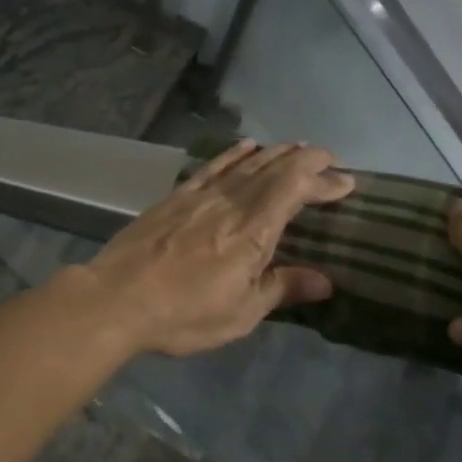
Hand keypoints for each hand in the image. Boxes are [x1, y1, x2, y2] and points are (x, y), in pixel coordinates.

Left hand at [78, 140, 355, 356]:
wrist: (116, 299)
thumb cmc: (182, 315)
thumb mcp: (239, 314)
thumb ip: (280, 289)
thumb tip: (324, 280)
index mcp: (252, 233)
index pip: (295, 190)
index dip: (322, 179)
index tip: (346, 180)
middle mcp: (230, 204)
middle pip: (273, 170)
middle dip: (305, 160)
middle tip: (327, 159)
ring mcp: (199, 197)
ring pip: (244, 164)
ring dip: (274, 153)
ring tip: (294, 147)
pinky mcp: (175, 198)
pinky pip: (211, 167)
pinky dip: (232, 154)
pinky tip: (245, 147)